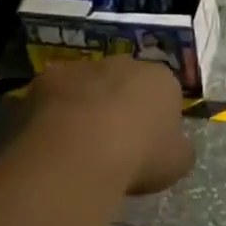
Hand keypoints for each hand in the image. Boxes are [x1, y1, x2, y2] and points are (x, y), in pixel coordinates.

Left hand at [31, 57, 194, 196]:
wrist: (81, 154)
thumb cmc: (140, 157)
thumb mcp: (178, 162)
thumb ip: (178, 146)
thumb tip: (173, 144)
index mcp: (161, 79)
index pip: (165, 92)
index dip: (157, 118)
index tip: (149, 144)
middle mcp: (124, 63)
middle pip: (125, 82)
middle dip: (120, 104)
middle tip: (113, 141)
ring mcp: (83, 66)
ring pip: (88, 85)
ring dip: (85, 105)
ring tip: (77, 143)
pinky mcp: (47, 77)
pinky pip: (54, 94)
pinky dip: (53, 111)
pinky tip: (51, 139)